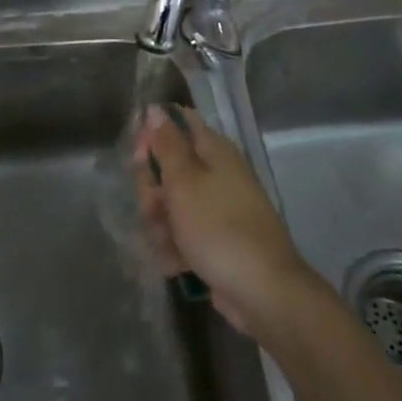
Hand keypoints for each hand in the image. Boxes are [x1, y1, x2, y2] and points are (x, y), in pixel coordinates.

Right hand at [133, 104, 316, 335]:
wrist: (262, 292)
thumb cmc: (218, 228)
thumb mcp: (184, 182)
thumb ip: (166, 145)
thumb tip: (156, 109)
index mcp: (214, 152)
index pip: (178, 124)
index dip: (153, 135)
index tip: (138, 158)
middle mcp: (217, 174)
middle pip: (169, 168)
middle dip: (153, 189)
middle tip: (153, 207)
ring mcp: (218, 209)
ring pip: (172, 204)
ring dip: (160, 223)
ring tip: (166, 243)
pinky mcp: (216, 240)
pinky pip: (183, 234)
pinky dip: (175, 247)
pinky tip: (174, 263)